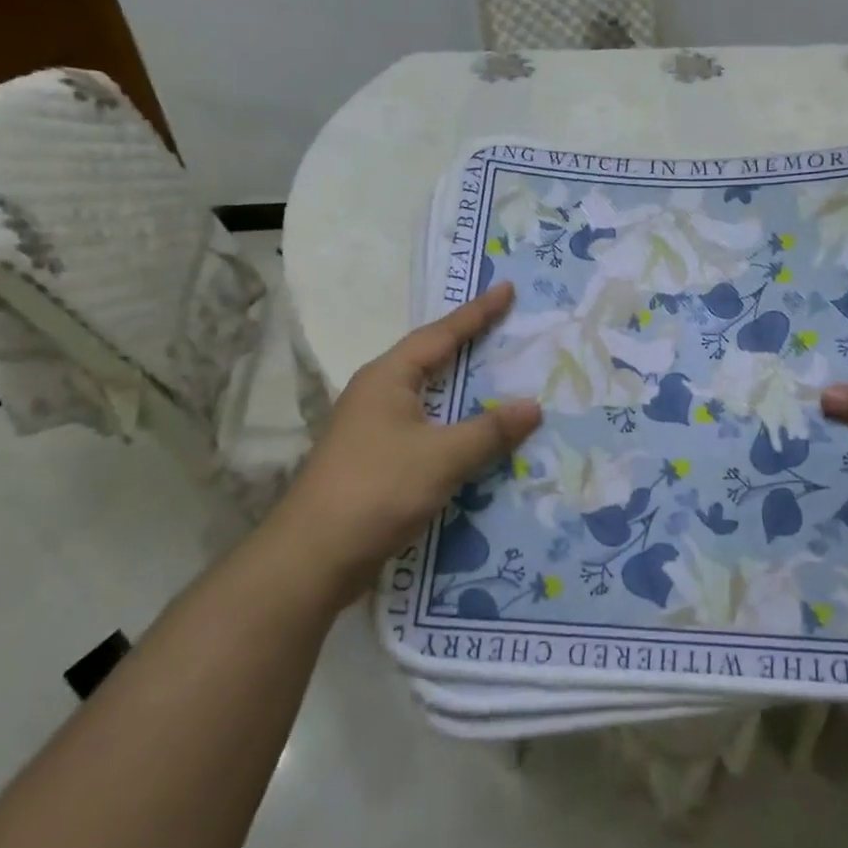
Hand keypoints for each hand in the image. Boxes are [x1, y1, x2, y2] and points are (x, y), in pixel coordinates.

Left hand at [277, 282, 541, 597]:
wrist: (314, 557)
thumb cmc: (377, 489)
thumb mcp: (442, 456)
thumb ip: (489, 430)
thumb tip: (534, 406)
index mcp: (388, 378)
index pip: (441, 334)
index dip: (478, 312)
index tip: (507, 289)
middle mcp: (378, 394)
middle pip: (433, 360)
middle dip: (470, 345)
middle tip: (510, 329)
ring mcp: (374, 429)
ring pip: (430, 398)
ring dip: (464, 391)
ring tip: (503, 379)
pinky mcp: (377, 461)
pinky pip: (427, 430)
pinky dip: (456, 427)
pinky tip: (479, 438)